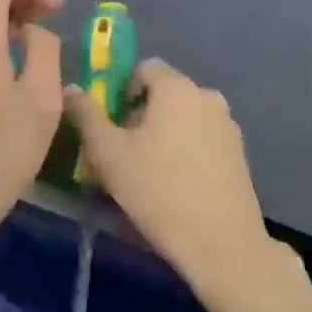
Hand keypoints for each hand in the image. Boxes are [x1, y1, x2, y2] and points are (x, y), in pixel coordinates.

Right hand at [65, 60, 281, 311]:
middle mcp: (207, 96)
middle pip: (166, 92)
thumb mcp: (110, 156)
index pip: (145, 68)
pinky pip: (204, 137)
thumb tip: (71, 89)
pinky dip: (187, 149)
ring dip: (165, 132)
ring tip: (149, 172)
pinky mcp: (239, 152)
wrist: (222, 243)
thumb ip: (87, 117)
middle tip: (125, 152)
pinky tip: (178, 184)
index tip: (112, 125)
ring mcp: (227, 124)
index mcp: (177, 88)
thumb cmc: (159, 191)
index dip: (123, 90)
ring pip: (185, 116)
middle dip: (142, 114)